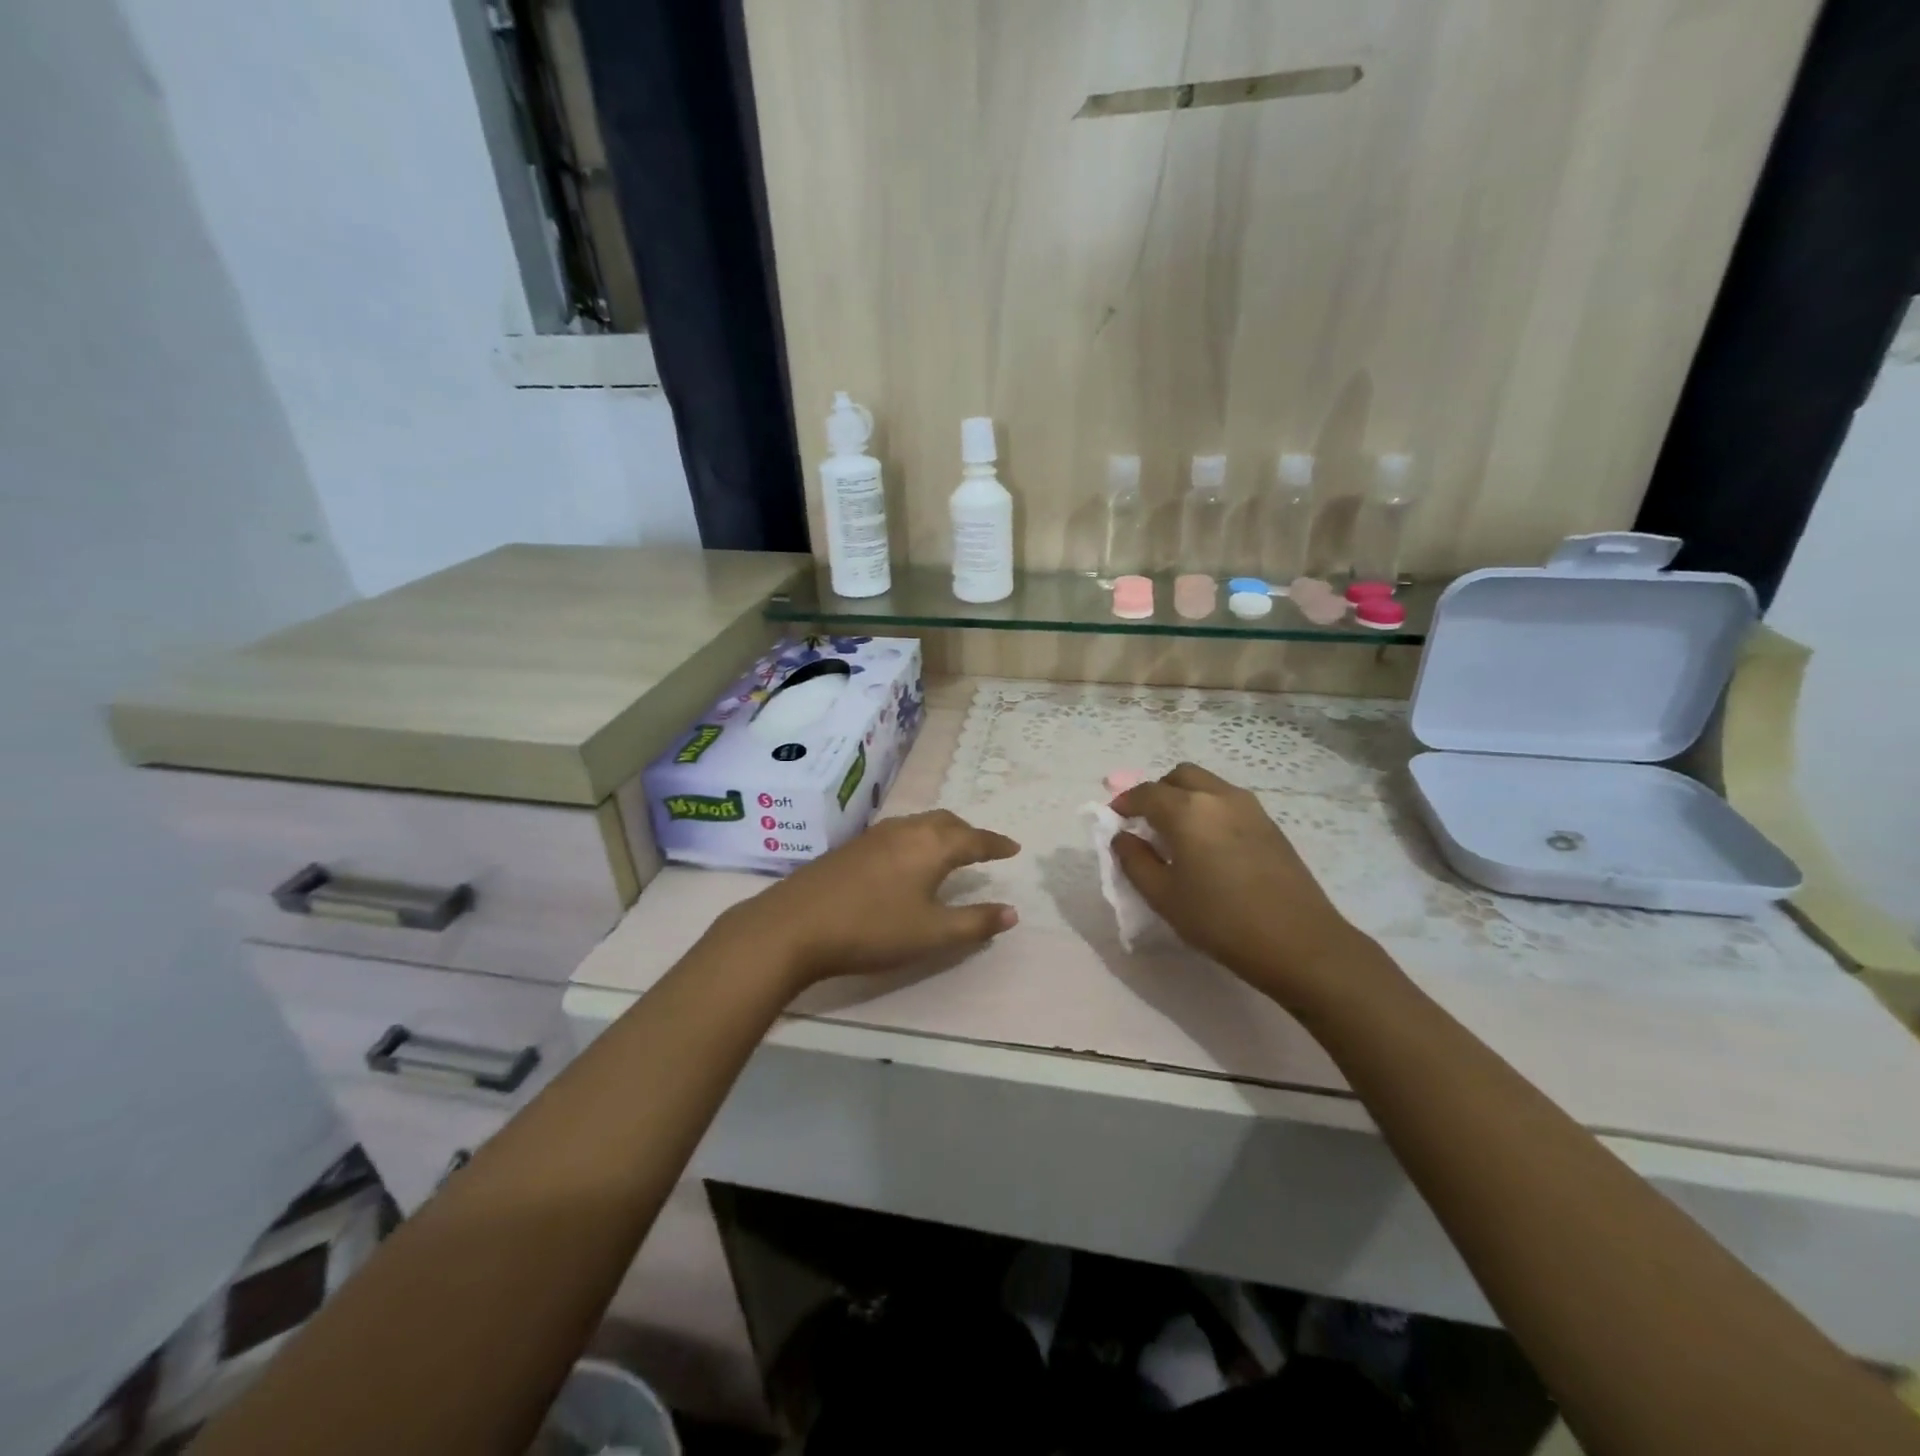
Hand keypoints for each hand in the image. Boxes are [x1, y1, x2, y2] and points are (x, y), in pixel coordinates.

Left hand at [713, 810, 1019, 989]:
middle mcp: (906, 830)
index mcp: (932, 845)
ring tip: (949, 851)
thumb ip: (975, 922)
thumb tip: (1012, 912)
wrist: (795, 925)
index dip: (996, 844)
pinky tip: (907, 860)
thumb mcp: (932, 934)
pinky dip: (918, 838)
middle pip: (947, 822)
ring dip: (942, 833)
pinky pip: (899, 832)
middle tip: (983, 849)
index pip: (975, 839)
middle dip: (969, 833)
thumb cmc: (872, 929)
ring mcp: (875, 835)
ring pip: (920, 824)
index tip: (1014, 848)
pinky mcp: (852, 846)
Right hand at [1111, 763, 1370, 999]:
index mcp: (1187, 810)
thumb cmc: (1220, 921)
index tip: (1114, 819)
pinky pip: (1228, 801)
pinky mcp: (1269, 823)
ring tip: (1176, 833)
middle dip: (1156, 792)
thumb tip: (1123, 837)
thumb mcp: (1164, 897)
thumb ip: (1134, 861)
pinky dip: (1208, 809)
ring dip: (1184, 797)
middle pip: (1179, 776)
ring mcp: (1249, 807)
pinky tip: (1208, 844)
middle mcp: (1218, 796)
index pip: (1146, 793)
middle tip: (1145, 822)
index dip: (1124, 803)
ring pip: (1207, 785)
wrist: (1299, 942)